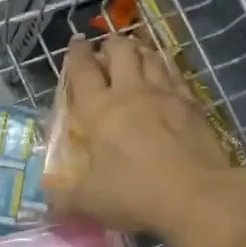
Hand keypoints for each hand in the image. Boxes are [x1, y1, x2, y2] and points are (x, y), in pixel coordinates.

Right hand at [43, 33, 245, 246]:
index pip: (83, 70)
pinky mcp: (193, 104)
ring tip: (134, 53)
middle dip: (110, 45)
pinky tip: (165, 71)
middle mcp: (130, 92)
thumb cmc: (136, 194)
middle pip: (120, 51)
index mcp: (98, 111)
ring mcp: (165, 95)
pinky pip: (175, 73)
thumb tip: (47, 199)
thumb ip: (64, 197)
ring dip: (139, 50)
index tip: (76, 44)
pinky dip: (165, 66)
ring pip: (150, 56)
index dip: (77, 54)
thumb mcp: (90, 202)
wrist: (198, 196)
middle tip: (106, 50)